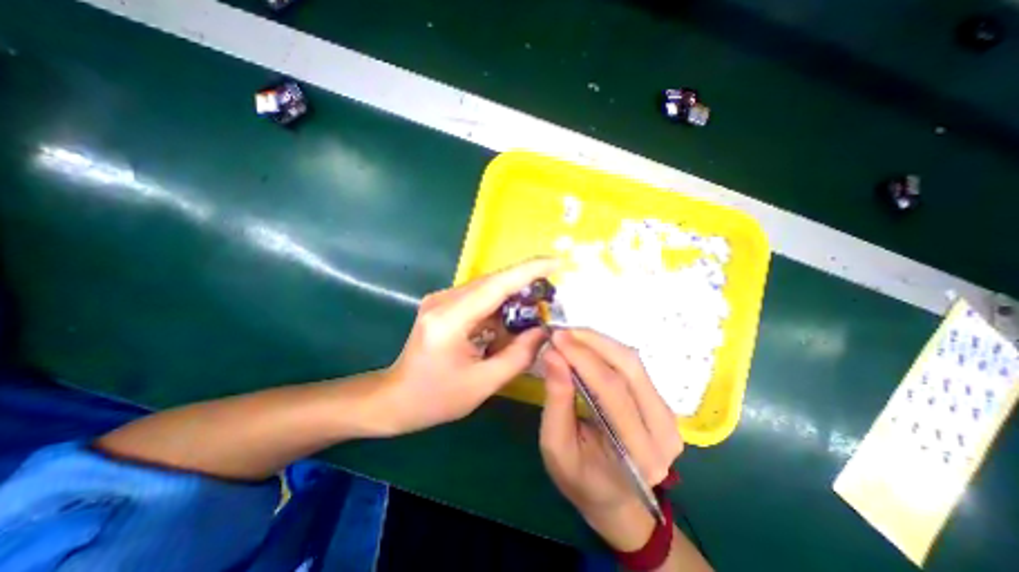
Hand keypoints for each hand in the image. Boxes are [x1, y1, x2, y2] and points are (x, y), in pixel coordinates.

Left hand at [380, 257, 556, 432]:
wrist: (396, 398)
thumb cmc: (436, 398)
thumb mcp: (483, 384)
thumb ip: (518, 356)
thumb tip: (543, 331)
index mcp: (450, 320)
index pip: (496, 285)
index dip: (529, 270)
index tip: (557, 262)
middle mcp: (443, 300)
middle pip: (494, 282)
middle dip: (526, 286)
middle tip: (551, 297)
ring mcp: (441, 299)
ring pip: (488, 288)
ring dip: (512, 299)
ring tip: (532, 316)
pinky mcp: (443, 304)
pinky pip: (479, 298)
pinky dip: (498, 307)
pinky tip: (507, 325)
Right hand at [536, 328, 678, 551]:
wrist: (616, 500)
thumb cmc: (581, 479)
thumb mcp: (557, 446)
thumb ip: (556, 400)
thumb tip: (553, 354)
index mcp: (639, 453)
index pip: (612, 389)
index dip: (582, 357)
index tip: (555, 337)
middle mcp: (664, 431)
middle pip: (629, 368)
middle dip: (592, 342)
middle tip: (562, 331)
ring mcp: (669, 415)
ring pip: (633, 362)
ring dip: (600, 342)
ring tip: (571, 336)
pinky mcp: (662, 404)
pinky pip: (634, 366)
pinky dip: (607, 350)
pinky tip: (587, 347)